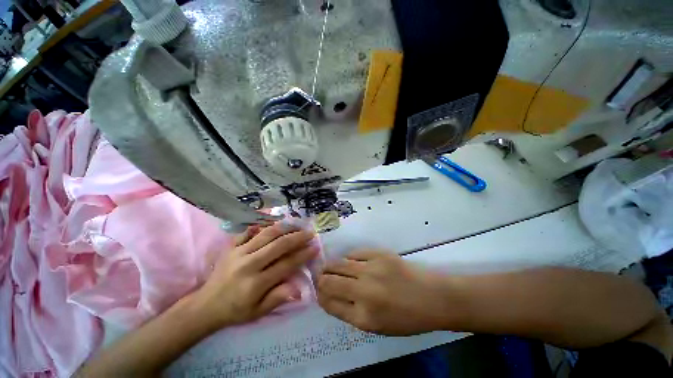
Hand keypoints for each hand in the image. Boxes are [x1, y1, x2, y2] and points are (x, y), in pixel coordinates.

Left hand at [191, 224, 317, 330]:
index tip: (315, 248)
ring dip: (285, 228)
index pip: (286, 264)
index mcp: (256, 283)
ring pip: (266, 234)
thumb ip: (278, 298)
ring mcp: (239, 252)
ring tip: (297, 225)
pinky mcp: (231, 246)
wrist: (205, 305)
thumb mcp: (258, 312)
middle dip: (298, 237)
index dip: (303, 255)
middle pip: (279, 245)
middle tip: (310, 232)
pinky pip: (249, 231)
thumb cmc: (235, 311)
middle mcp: (249, 264)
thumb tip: (299, 288)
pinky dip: (262, 226)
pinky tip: (274, 224)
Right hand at [317, 250, 456, 335]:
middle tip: (320, 277)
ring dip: (330, 266)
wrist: (433, 297)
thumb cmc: (406, 318)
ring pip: (338, 264)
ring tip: (330, 267)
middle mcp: (363, 292)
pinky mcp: (379, 254)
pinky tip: (351, 262)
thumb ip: (350, 312)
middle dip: (320, 279)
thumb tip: (330, 296)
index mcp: (363, 317)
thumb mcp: (376, 326)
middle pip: (329, 281)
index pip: (329, 303)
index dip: (320, 296)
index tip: (319, 291)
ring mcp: (371, 270)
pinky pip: (354, 253)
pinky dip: (349, 258)